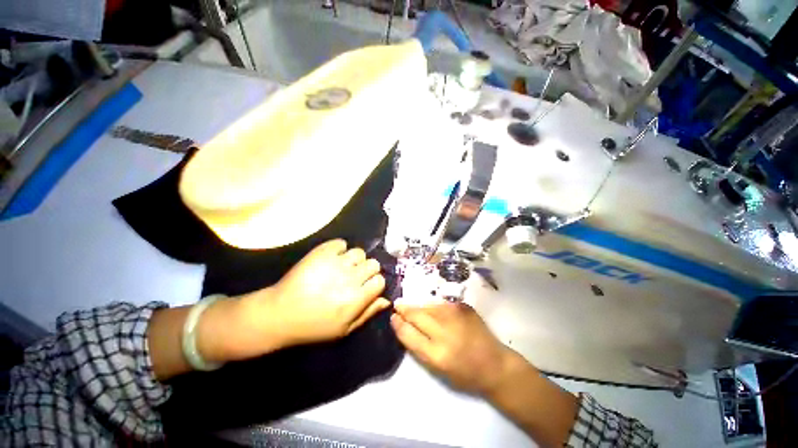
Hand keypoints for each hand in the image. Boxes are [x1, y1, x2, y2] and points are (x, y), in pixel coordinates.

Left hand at [218, 239, 389, 359]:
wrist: (280, 313)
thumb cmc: (314, 325)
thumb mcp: (344, 329)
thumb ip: (368, 313)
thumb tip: (387, 299)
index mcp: (356, 298)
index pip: (380, 280)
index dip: (375, 283)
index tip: (367, 287)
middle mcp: (350, 278)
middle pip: (373, 263)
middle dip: (368, 270)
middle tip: (355, 277)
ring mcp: (336, 262)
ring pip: (359, 252)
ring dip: (354, 260)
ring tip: (343, 267)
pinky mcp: (322, 252)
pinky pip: (341, 243)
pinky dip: (339, 249)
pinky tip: (332, 258)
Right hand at [390, 302, 515, 395]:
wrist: (494, 363)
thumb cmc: (464, 373)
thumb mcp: (437, 368)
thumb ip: (419, 346)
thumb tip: (403, 325)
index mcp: (437, 354)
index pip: (409, 333)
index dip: (398, 323)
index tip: (393, 317)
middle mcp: (445, 331)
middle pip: (416, 314)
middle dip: (404, 309)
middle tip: (397, 306)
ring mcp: (455, 315)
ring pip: (428, 306)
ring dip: (418, 307)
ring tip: (413, 308)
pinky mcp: (463, 306)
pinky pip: (440, 304)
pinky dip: (433, 307)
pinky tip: (432, 310)